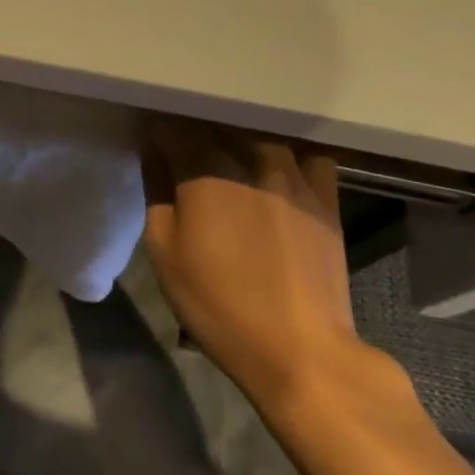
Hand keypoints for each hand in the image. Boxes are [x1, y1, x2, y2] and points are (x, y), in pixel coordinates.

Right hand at [142, 119, 360, 408]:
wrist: (300, 348)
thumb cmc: (218, 303)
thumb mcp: (164, 251)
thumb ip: (156, 191)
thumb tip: (153, 153)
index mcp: (203, 171)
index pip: (171, 128)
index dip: (156, 134)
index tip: (150, 146)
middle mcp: (249, 157)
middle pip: (214, 126)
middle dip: (193, 133)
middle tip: (183, 157)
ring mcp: (293, 172)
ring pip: (257, 134)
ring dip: (236, 140)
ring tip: (227, 162)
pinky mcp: (324, 193)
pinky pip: (304, 154)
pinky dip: (286, 154)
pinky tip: (276, 171)